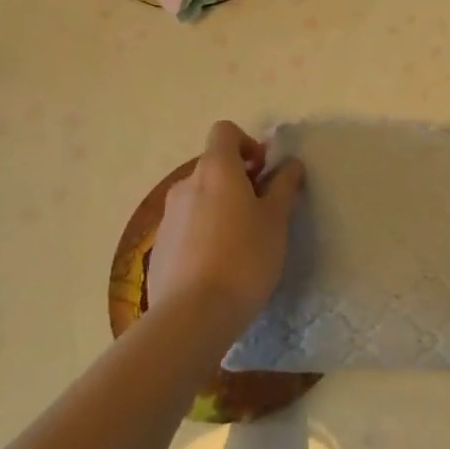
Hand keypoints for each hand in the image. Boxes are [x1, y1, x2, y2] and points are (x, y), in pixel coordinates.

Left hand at [148, 121, 303, 332]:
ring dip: (220, 207)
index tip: (263, 172)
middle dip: (237, 180)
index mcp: (215, 169)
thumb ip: (283, 185)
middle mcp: (186, 184)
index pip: (225, 132)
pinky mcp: (159, 249)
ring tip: (241, 244)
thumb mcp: (276, 219)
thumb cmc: (244, 257)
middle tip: (261, 211)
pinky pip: (186, 227)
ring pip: (199, 198)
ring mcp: (168, 217)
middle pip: (213, 166)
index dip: (247, 144)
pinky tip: (218, 267)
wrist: (192, 317)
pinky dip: (203, 234)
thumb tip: (290, 163)